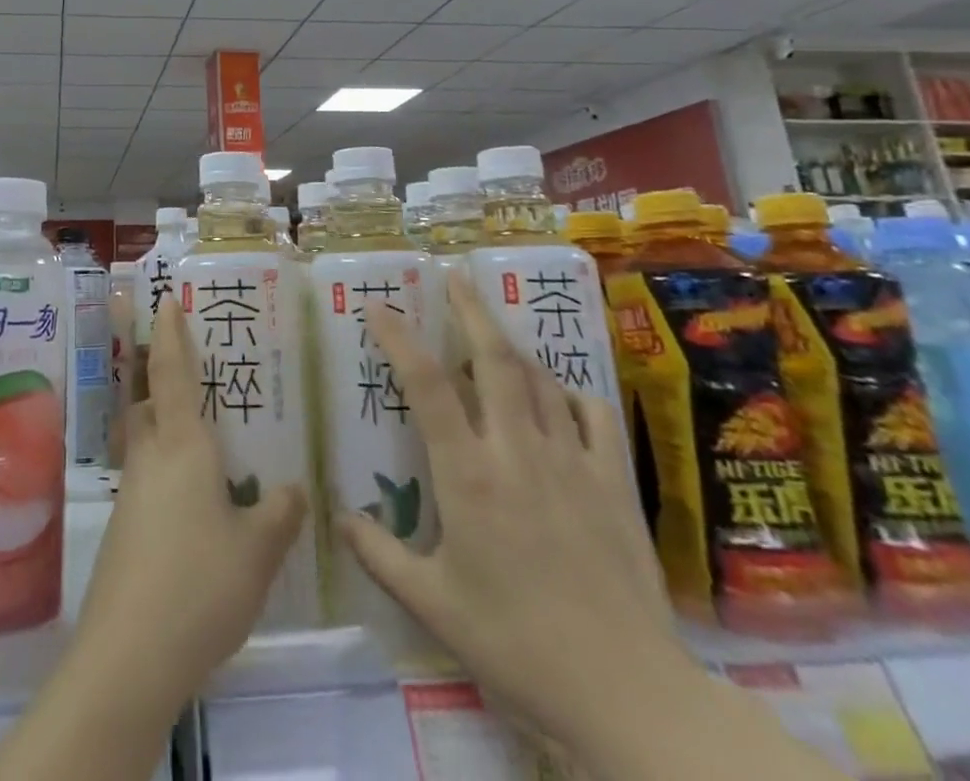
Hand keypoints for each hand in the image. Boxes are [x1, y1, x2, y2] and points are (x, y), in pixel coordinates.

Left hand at [74, 297, 307, 705]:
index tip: (166, 299)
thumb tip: (294, 488)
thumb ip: (278, 514)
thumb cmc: (198, 586)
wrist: (128, 656)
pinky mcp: (125, 527)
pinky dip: (169, 467)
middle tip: (195, 365)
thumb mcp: (257, 552)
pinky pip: (149, 475)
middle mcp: (151, 457)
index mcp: (182, 446)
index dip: (169, 333)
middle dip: (163, 375)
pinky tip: (197, 497)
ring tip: (207, 431)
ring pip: (148, 438)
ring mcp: (132, 492)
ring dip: (167, 423)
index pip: (171, 372)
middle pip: (150, 400)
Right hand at [339, 276, 681, 744]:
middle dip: (470, 308)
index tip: (379, 307)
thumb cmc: (517, 646)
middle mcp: (517, 451)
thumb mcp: (434, 606)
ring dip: (511, 345)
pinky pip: (593, 415)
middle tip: (454, 274)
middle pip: (493, 358)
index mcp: (468, 475)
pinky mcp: (614, 483)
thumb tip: (340, 517)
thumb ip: (381, 555)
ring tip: (492, 327)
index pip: (427, 385)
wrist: (630, 695)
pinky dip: (571, 393)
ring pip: (539, 379)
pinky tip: (559, 395)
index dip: (399, 338)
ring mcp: (571, 461)